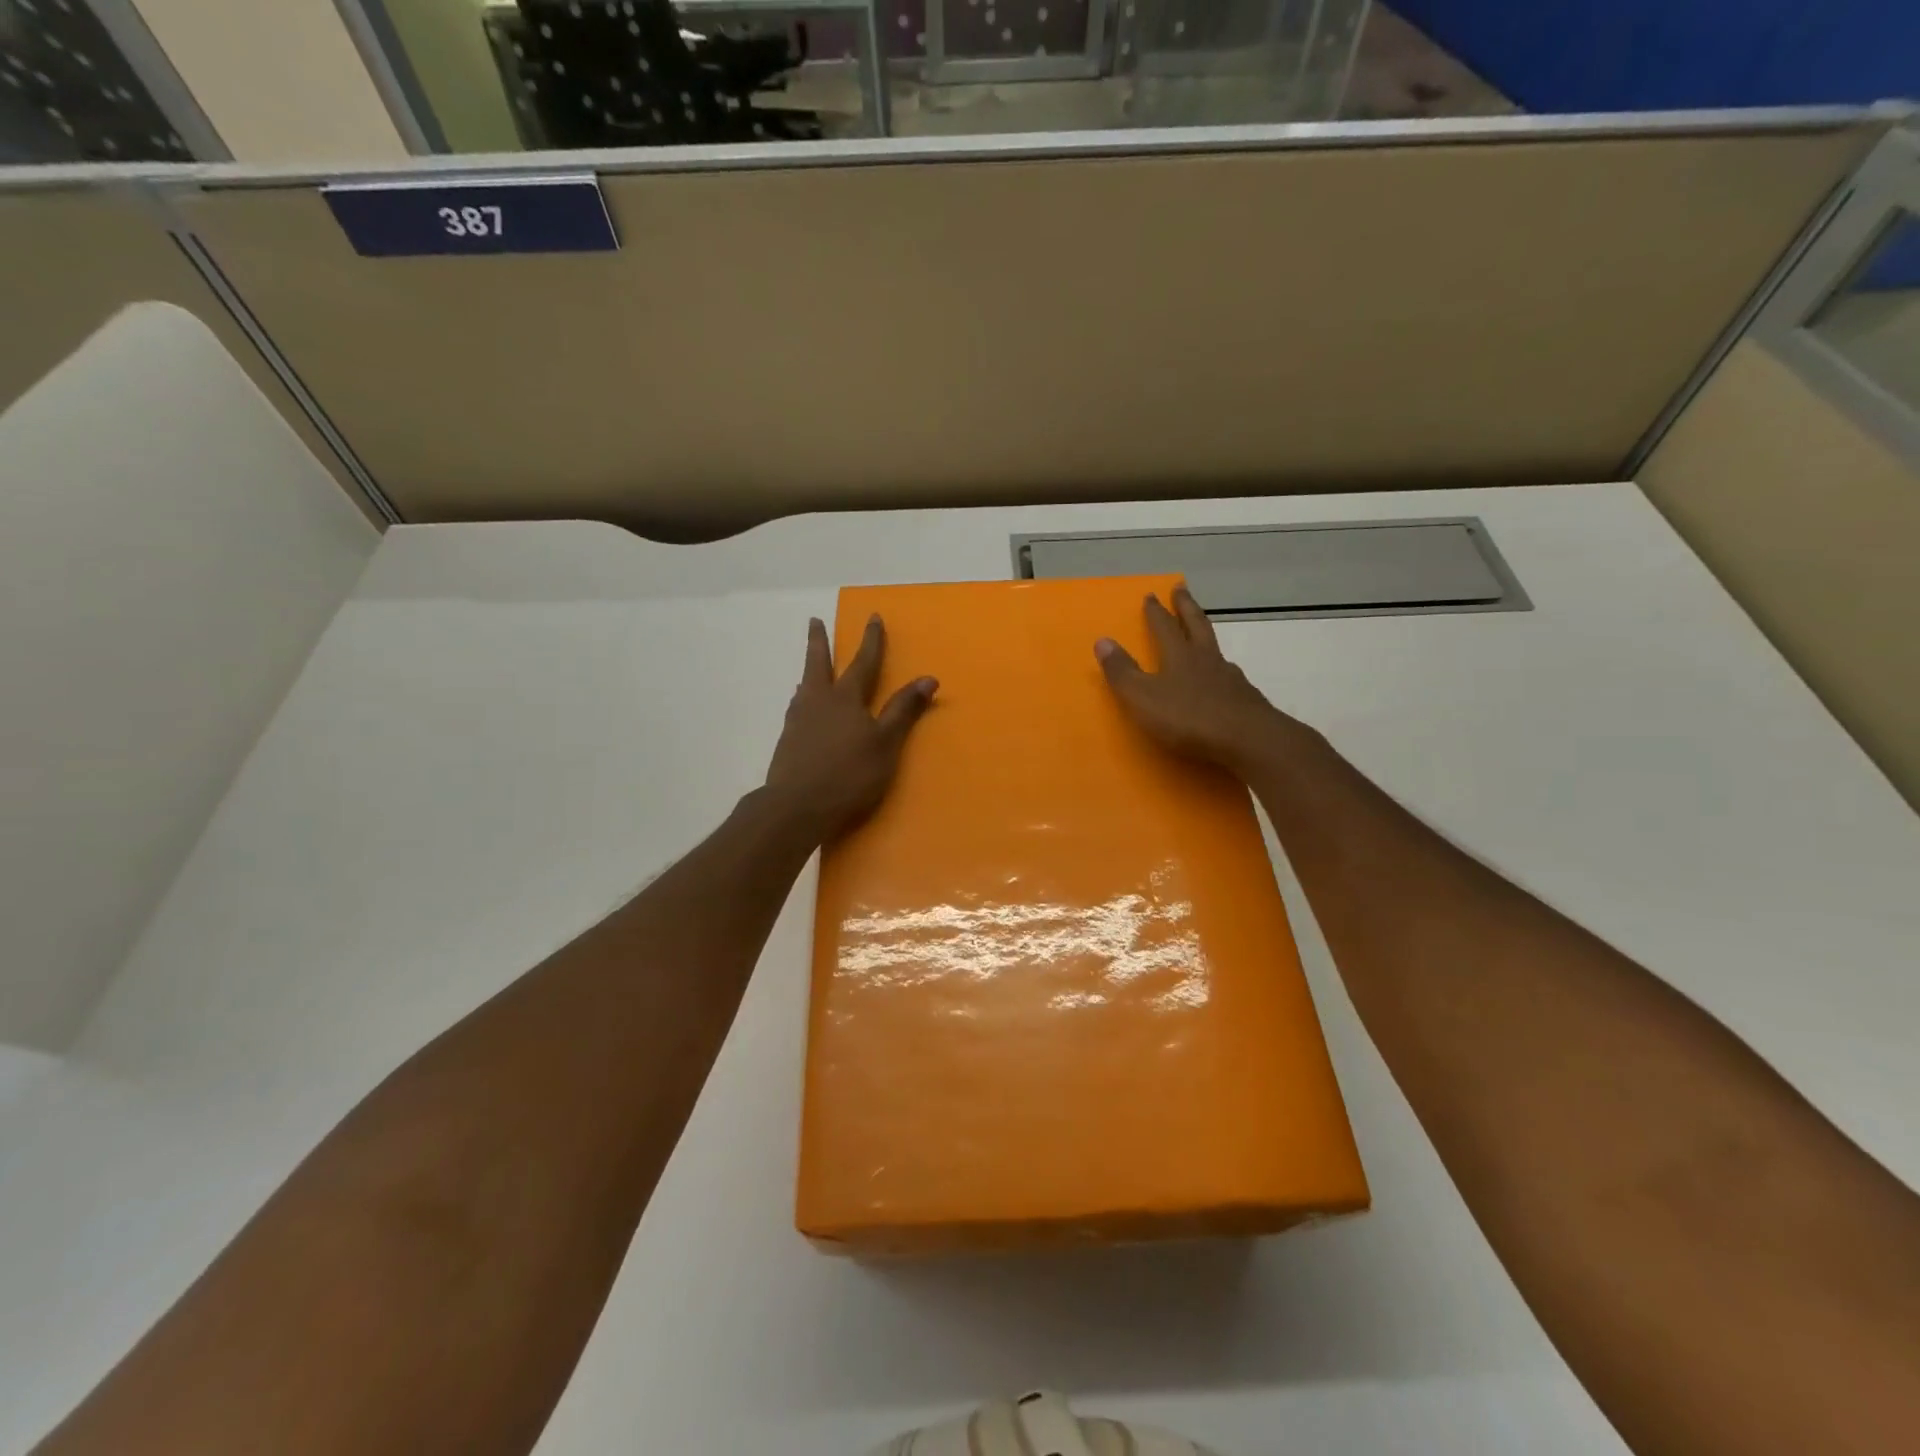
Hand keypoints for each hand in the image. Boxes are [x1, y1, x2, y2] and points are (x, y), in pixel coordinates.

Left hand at [764, 614, 936, 843]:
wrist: (796, 806)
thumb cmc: (849, 774)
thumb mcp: (885, 743)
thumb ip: (904, 710)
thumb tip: (929, 678)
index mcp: (846, 698)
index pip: (863, 663)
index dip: (871, 641)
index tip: (873, 617)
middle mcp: (818, 701)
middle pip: (819, 664)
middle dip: (820, 642)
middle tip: (814, 621)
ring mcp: (798, 721)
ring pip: (805, 686)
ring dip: (809, 672)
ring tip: (809, 668)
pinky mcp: (787, 741)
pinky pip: (797, 709)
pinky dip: (802, 699)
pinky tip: (800, 708)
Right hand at [1095, 586, 1310, 775]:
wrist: (1248, 740)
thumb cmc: (1189, 718)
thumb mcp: (1143, 697)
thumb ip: (1122, 671)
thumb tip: (1102, 640)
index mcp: (1180, 657)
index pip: (1165, 627)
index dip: (1156, 612)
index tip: (1151, 595)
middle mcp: (1207, 660)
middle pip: (1197, 625)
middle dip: (1186, 607)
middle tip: (1182, 588)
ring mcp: (1231, 679)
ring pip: (1216, 651)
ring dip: (1207, 638)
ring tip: (1203, 636)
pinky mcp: (1246, 700)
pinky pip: (1229, 677)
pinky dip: (1221, 672)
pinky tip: (1222, 681)